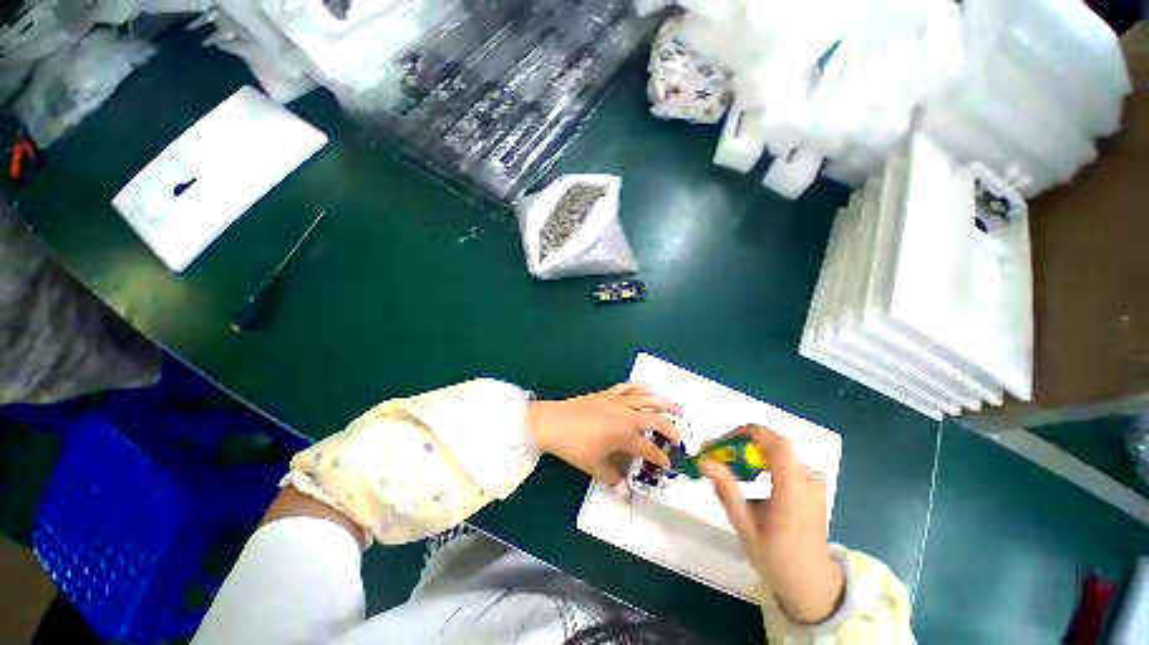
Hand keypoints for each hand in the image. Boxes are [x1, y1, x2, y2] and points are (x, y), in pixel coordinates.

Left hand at [528, 383, 681, 485]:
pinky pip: (627, 387)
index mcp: (625, 435)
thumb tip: (624, 492)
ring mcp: (618, 401)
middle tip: (681, 437)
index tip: (668, 466)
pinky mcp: (608, 393)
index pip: (650, 449)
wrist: (554, 422)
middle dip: (672, 429)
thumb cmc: (575, 446)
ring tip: (678, 407)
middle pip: (656, 420)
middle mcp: (627, 416)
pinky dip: (639, 386)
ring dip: (665, 403)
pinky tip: (647, 386)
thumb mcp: (594, 467)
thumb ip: (613, 479)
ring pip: (647, 399)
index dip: (661, 459)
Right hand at [701, 425, 843, 623]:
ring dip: (751, 451)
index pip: (778, 445)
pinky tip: (749, 476)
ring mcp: (813, 482)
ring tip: (729, 464)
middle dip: (743, 442)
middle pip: (775, 444)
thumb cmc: (777, 559)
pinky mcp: (811, 485)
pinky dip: (762, 460)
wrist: (813, 583)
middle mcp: (808, 481)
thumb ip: (726, 491)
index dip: (750, 433)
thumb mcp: (746, 528)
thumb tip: (704, 461)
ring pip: (778, 451)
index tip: (723, 441)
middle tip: (720, 453)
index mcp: (795, 492)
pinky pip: (784, 461)